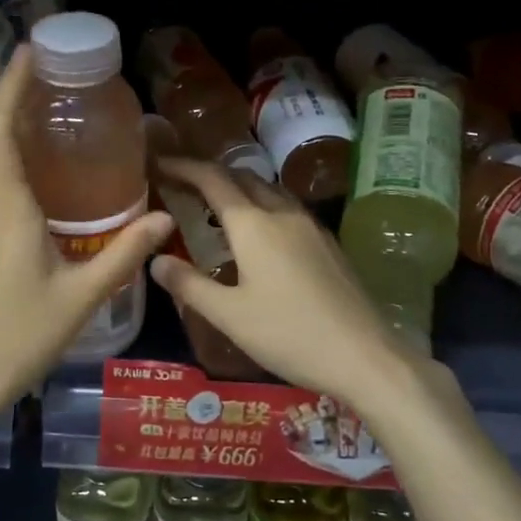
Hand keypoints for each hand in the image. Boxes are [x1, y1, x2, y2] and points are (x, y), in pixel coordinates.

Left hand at [0, 45, 173, 417]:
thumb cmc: (19, 337)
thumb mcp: (81, 297)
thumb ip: (124, 254)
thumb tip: (166, 219)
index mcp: (3, 208)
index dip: (10, 87)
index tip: (26, 52)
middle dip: (8, 100)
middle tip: (43, 79)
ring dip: (1, 133)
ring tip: (41, 123)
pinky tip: (27, 184)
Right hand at [149, 160, 425, 410]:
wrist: (365, 356)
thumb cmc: (289, 334)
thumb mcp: (229, 315)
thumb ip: (189, 284)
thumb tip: (155, 260)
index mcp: (253, 224)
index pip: (212, 179)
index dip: (183, 167)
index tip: (159, 163)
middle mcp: (282, 213)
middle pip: (242, 177)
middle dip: (210, 174)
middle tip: (182, 185)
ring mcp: (310, 226)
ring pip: (268, 190)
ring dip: (238, 188)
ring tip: (215, 207)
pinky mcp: (327, 243)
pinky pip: (286, 208)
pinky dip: (261, 206)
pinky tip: (257, 235)